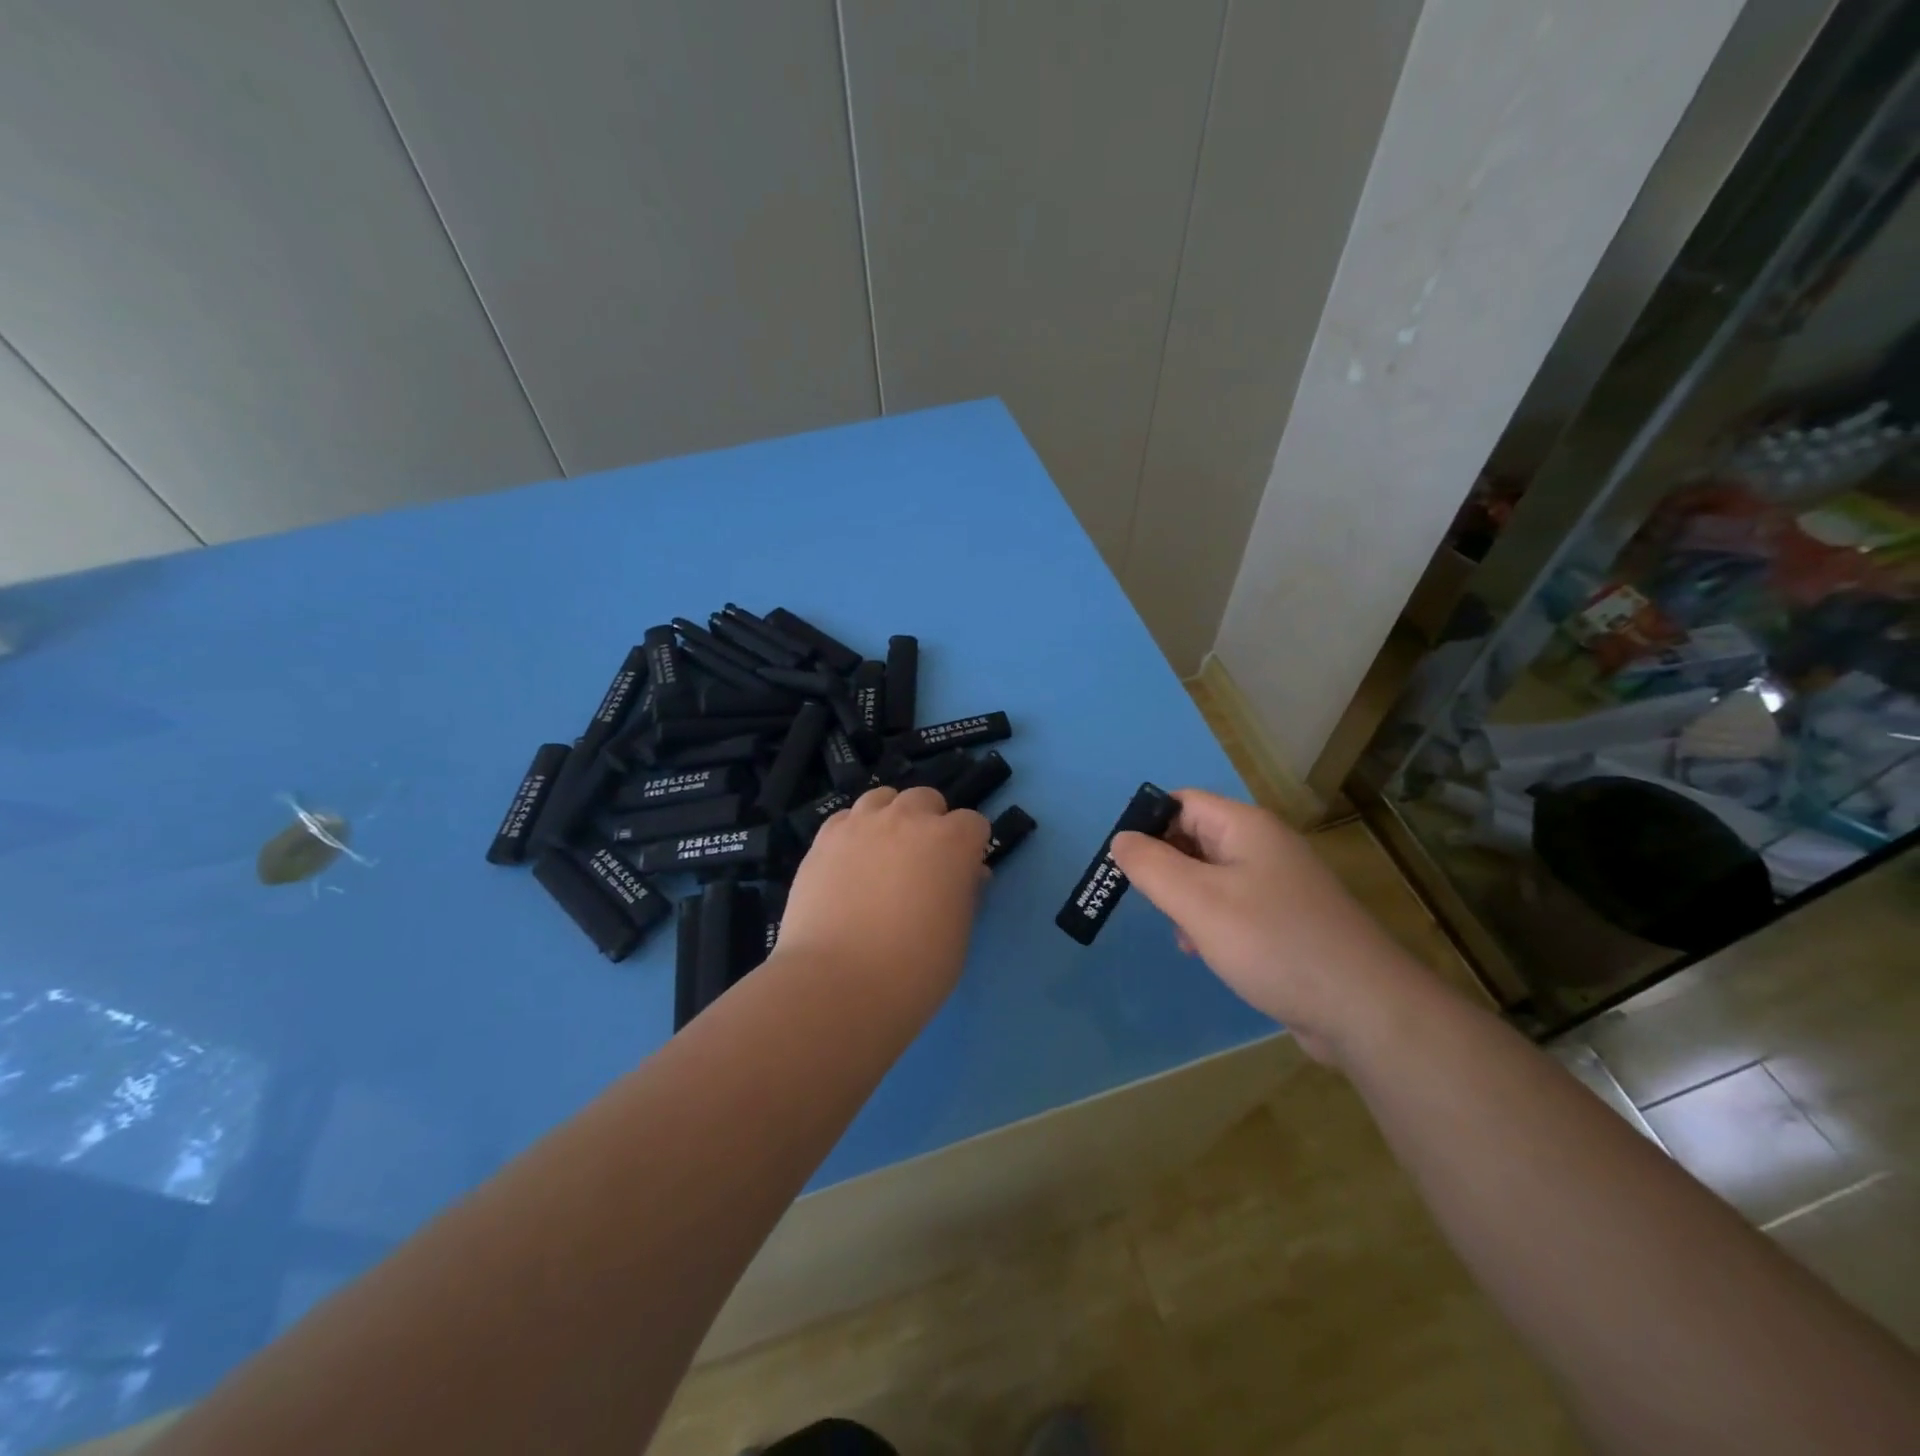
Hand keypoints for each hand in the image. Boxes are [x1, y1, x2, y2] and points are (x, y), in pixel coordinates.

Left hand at [775, 785, 989, 999]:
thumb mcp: (958, 935)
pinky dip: (854, 831)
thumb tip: (963, 875)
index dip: (971, 848)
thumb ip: (964, 893)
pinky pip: (845, 818)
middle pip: (927, 799)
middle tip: (923, 863)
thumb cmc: (914, 969)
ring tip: (884, 853)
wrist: (837, 983)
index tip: (963, 874)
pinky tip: (850, 862)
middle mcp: (907, 819)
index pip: (973, 824)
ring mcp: (860, 825)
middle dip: (931, 822)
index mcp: (951, 841)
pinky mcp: (823, 840)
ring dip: (891, 817)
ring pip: (883, 798)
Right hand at [1109, 789, 1419, 1063]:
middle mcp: (1264, 846)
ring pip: (1211, 876)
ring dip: (1185, 900)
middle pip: (1195, 837)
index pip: (1182, 802)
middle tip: (1150, 903)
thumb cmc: (1272, 942)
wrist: (1363, 1008)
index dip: (1148, 824)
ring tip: (1182, 935)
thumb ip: (1151, 866)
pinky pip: (1234, 906)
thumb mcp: (1198, 901)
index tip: (1125, 864)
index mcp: (1245, 827)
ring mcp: (1280, 884)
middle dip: (1165, 867)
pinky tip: (1205, 952)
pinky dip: (1211, 922)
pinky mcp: (1287, 920)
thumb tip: (1121, 839)